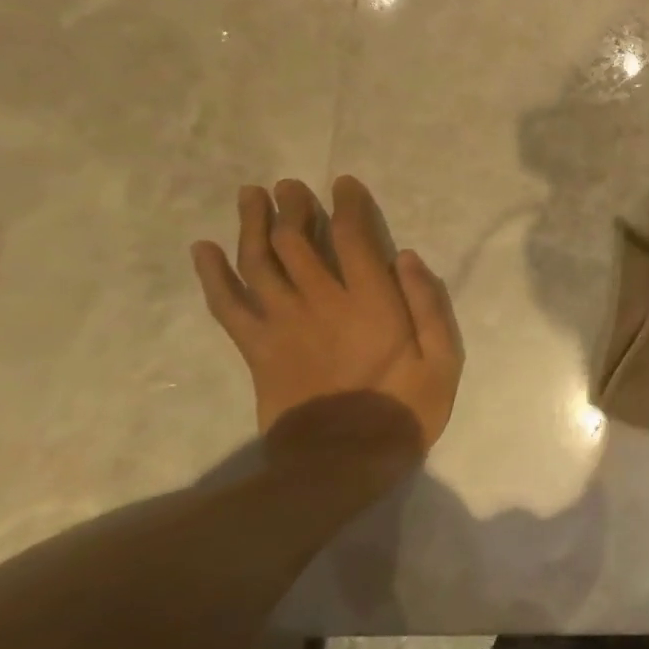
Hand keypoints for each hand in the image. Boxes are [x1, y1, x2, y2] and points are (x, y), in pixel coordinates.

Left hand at [191, 176, 462, 469]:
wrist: (338, 464)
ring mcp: (283, 324)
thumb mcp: (443, 361)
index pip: (354, 237)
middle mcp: (322, 302)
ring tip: (251, 195)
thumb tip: (407, 256)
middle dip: (294, 206)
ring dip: (253, 224)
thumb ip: (429, 306)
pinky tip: (205, 249)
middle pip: (298, 241)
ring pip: (259, 262)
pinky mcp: (257, 349)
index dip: (347, 205)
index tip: (343, 183)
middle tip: (290, 185)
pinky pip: (227, 304)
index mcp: (371, 302)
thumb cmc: (402, 410)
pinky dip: (212, 274)